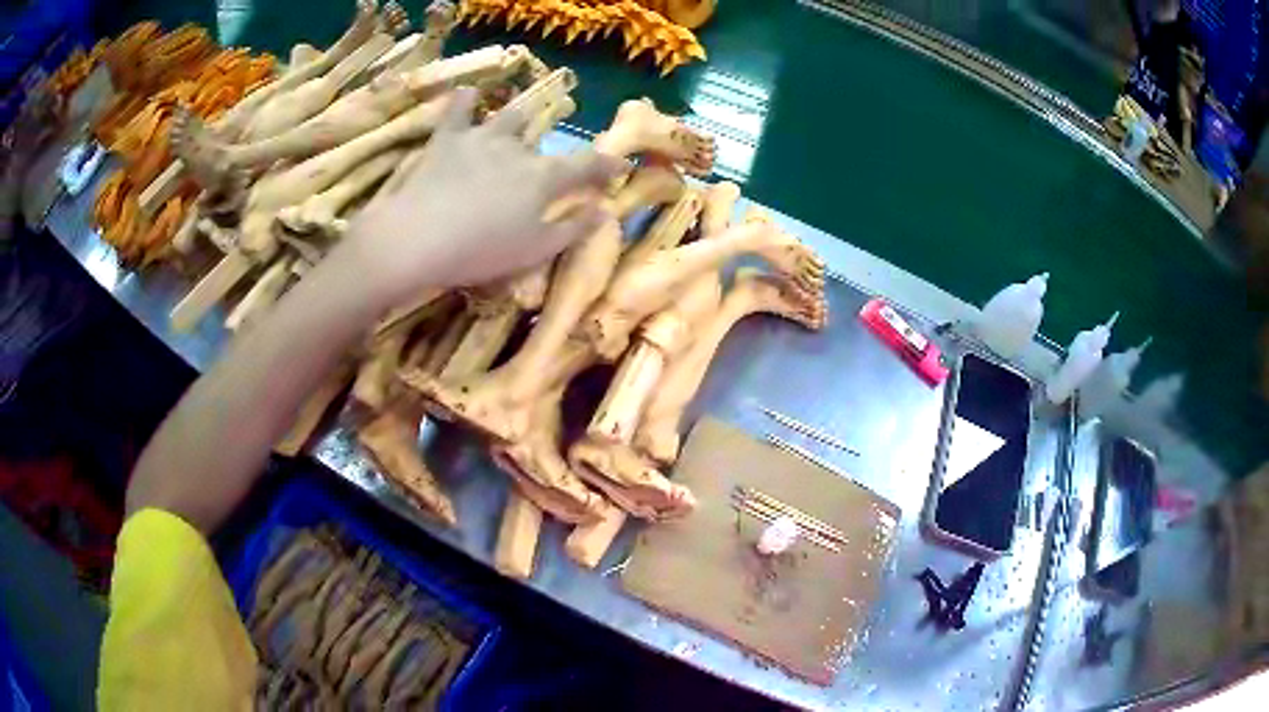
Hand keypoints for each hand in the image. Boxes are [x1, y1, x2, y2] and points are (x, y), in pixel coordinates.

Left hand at [342, 87, 624, 308]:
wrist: (418, 237)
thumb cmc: (481, 251)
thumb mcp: (535, 251)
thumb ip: (573, 229)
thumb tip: (603, 211)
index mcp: (544, 176)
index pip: (587, 164)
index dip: (606, 164)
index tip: (619, 165)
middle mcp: (519, 148)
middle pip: (545, 140)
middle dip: (555, 147)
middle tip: (549, 161)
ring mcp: (482, 137)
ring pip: (509, 116)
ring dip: (519, 117)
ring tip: (521, 120)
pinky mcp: (447, 138)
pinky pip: (458, 109)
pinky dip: (466, 101)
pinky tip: (470, 94)